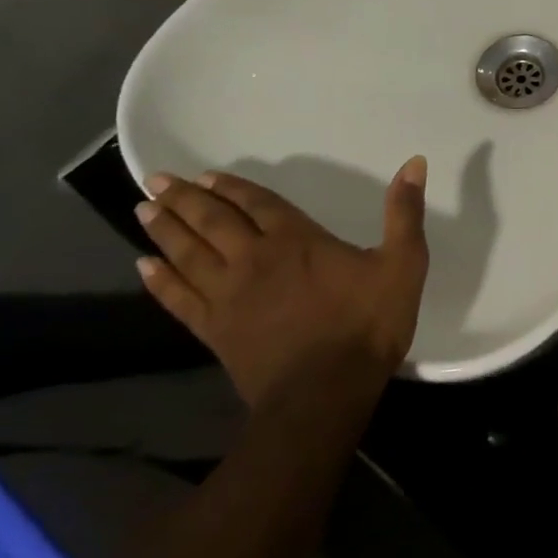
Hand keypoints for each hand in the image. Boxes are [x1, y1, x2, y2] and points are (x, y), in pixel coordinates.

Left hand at [133, 158, 429, 408]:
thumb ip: (405, 213)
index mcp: (297, 240)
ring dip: (166, 231)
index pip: (258, 204)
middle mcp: (254, 260)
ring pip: (189, 255)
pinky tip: (144, 267)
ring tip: (144, 210)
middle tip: (156, 181)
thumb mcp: (403, 263)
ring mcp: (229, 297)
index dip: (232, 188)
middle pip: (213, 222)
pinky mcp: (215, 331)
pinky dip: (160, 282)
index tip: (205, 175)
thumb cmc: (366, 324)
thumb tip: (414, 163)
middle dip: (186, 200)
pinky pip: (179, 299)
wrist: (325, 394)